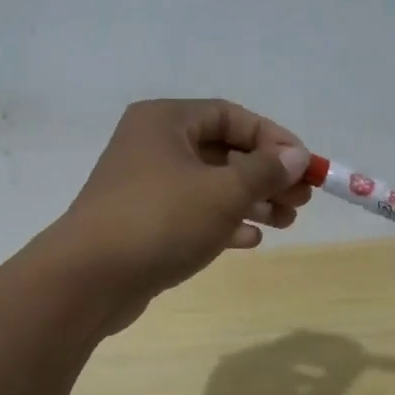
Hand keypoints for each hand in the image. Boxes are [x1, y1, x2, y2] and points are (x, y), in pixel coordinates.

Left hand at [52, 99, 310, 325]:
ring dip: (250, 201)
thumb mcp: (222, 192)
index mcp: (166, 121)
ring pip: (209, 185)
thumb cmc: (160, 220)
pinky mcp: (143, 222)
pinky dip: (222, 222)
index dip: (273, 138)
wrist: (89, 278)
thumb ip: (264, 171)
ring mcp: (145, 186)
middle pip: (222, 151)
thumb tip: (297, 155)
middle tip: (301, 200)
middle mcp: (152, 145)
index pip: (231, 116)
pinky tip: (251, 239)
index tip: (305, 165)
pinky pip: (192, 213)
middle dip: (265, 175)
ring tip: (287, 222)